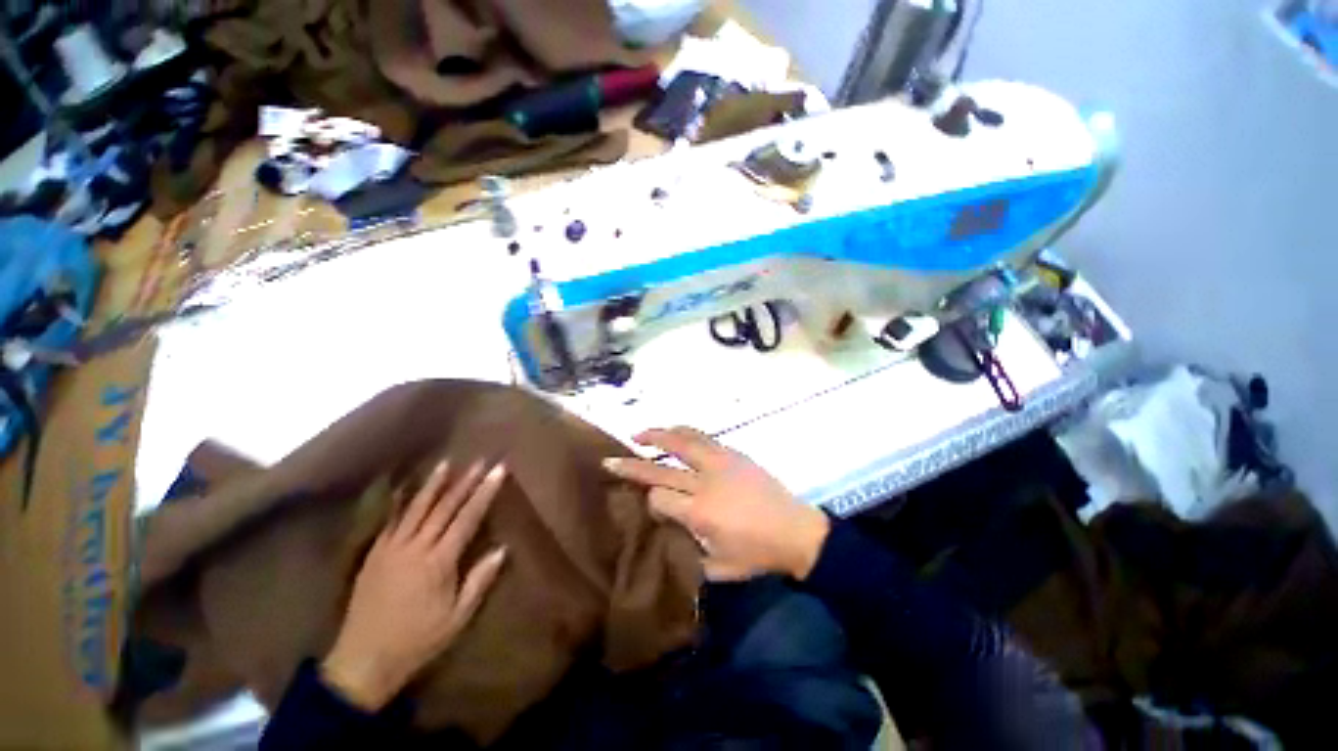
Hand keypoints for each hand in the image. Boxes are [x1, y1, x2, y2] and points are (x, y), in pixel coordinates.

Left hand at [321, 461, 507, 710]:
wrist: (362, 662)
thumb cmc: (417, 641)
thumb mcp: (457, 618)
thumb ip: (479, 581)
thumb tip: (502, 549)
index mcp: (438, 562)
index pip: (467, 518)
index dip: (484, 492)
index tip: (498, 471)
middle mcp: (415, 548)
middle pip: (444, 507)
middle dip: (464, 482)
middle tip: (479, 461)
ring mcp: (391, 549)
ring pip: (415, 509)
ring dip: (433, 484)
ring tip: (446, 463)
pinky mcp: (374, 555)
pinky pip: (391, 521)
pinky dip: (402, 502)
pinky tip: (408, 490)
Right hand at [603, 427, 829, 581]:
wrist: (797, 531)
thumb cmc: (758, 555)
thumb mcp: (720, 570)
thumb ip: (688, 554)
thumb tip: (666, 531)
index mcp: (700, 514)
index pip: (659, 498)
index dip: (648, 501)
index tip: (649, 506)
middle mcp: (705, 483)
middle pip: (661, 469)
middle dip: (632, 465)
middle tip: (610, 460)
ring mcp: (720, 463)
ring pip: (681, 442)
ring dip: (657, 436)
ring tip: (638, 435)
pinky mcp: (733, 454)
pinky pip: (701, 437)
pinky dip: (681, 432)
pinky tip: (672, 432)